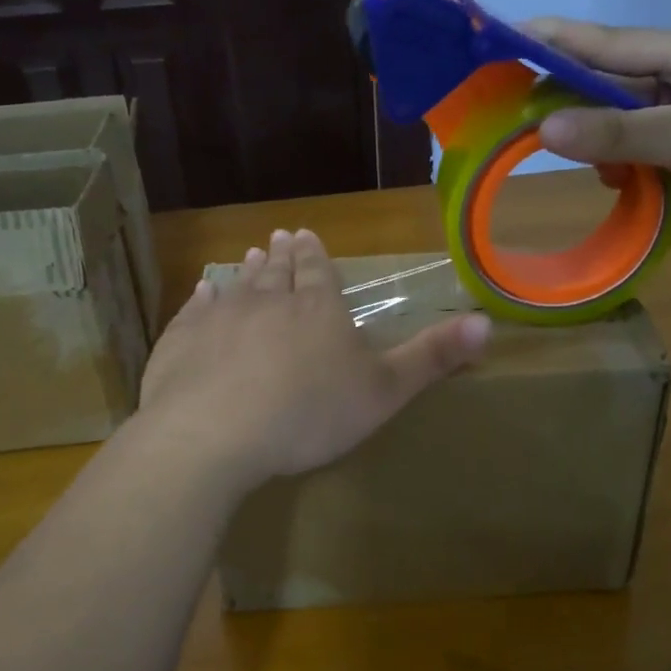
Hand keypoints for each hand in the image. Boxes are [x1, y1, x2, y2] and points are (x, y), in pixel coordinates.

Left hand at [135, 228, 490, 490]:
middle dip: (284, 255)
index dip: (316, 256)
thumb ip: (432, 357)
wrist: (214, 434)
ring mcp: (221, 317)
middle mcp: (269, 301)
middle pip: (279, 272)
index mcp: (317, 309)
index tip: (307, 235)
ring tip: (251, 254)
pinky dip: (202, 298)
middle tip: (281, 236)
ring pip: (240, 285)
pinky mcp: (182, 340)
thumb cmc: (308, 414)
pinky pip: (195, 310)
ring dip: (248, 270)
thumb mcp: (384, 391)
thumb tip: (487, 321)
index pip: (319, 272)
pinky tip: (203, 291)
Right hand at [524, 20, 670, 264]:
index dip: (557, 40)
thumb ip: (618, 134)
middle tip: (511, 112)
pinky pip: (632, 156)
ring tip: (561, 156)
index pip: (609, 42)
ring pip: (615, 124)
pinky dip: (614, 167)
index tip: (505, 38)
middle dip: (565, 97)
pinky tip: (609, 182)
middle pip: (607, 83)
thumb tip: (544, 131)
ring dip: (591, 141)